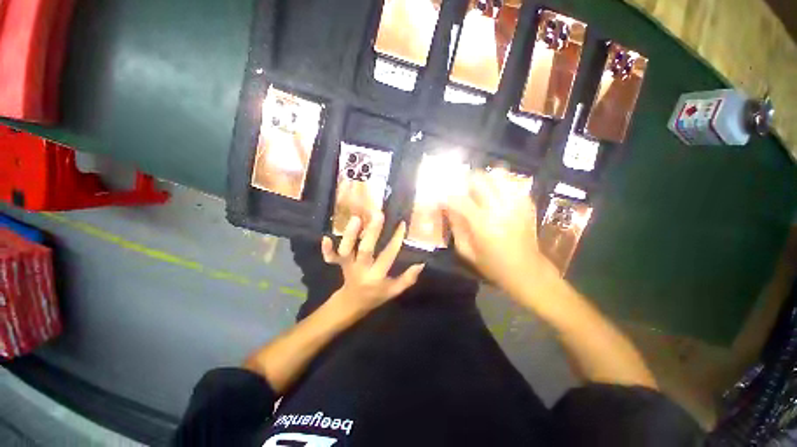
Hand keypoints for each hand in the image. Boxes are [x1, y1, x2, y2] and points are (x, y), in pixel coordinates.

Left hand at [322, 213, 424, 312]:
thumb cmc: (376, 295)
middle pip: (366, 250)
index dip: (396, 240)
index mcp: (377, 276)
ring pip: (346, 251)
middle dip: (372, 232)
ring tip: (356, 219)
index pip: (388, 256)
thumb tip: (421, 264)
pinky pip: (331, 258)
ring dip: (349, 235)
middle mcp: (362, 269)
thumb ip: (407, 279)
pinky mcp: (339, 264)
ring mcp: (348, 266)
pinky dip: (327, 250)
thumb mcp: (394, 291)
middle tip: (378, 215)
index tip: (401, 224)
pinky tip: (326, 238)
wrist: (352, 303)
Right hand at [444, 169, 558, 297]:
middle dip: (465, 181)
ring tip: (479, 189)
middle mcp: (500, 208)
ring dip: (484, 178)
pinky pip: (511, 182)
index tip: (441, 198)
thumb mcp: (466, 250)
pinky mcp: (527, 203)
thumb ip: (455, 226)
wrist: (527, 270)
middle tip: (461, 190)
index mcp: (483, 224)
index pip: (460, 200)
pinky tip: (495, 195)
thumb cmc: (493, 265)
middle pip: (480, 178)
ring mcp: (516, 203)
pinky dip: (499, 184)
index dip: (447, 196)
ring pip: (498, 174)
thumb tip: (447, 208)